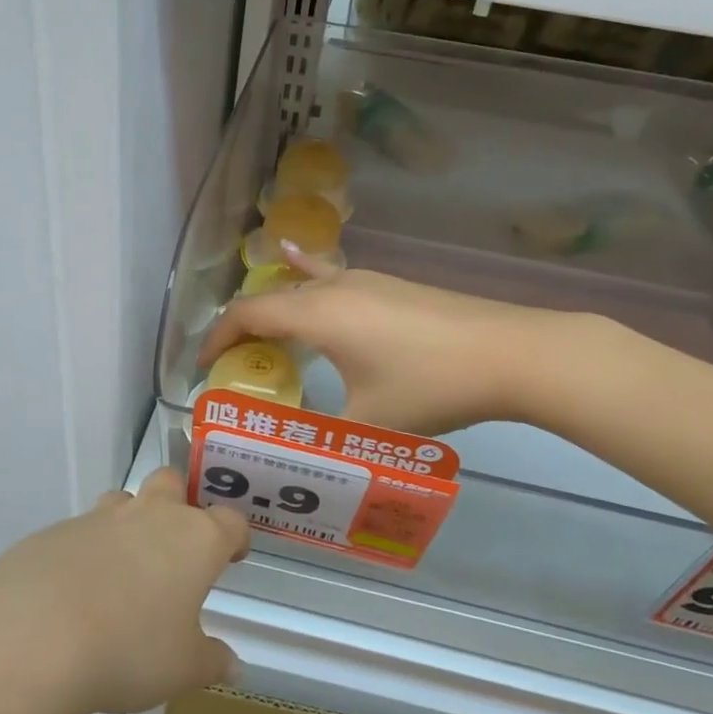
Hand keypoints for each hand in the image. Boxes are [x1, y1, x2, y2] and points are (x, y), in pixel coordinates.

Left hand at [0, 469, 248, 713]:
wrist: (36, 635)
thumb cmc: (130, 649)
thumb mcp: (181, 669)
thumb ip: (211, 661)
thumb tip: (234, 666)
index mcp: (194, 540)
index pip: (229, 521)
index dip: (234, 536)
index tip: (232, 555)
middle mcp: (151, 516)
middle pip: (172, 482)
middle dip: (179, 502)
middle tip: (175, 545)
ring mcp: (100, 519)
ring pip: (123, 501)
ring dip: (130, 522)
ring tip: (124, 569)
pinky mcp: (55, 532)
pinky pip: (81, 532)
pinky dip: (87, 552)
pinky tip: (75, 592)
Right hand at [196, 246, 589, 435]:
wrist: (510, 352)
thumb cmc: (431, 387)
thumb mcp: (369, 423)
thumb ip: (323, 435)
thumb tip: (297, 448)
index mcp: (317, 314)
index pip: (247, 315)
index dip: (218, 338)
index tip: (202, 367)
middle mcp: (334, 287)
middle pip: (271, 297)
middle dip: (245, 328)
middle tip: (236, 364)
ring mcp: (367, 280)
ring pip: (303, 286)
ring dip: (278, 309)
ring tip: (267, 339)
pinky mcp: (391, 285)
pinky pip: (333, 279)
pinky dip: (308, 278)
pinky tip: (300, 265)